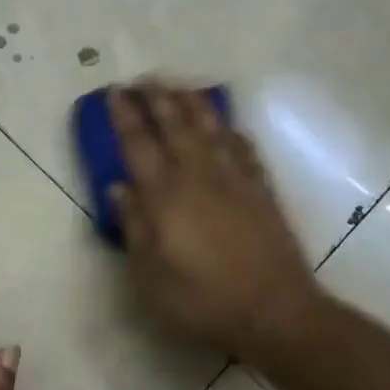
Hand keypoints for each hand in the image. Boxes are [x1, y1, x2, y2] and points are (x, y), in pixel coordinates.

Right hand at [110, 83, 322, 357]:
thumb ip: (134, 226)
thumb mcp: (151, 274)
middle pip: (175, 126)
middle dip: (157, 98)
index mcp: (165, 195)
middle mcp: (198, 176)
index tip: (115, 91)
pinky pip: (244, 148)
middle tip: (144, 79)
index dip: (125, 116)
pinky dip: (231, 131)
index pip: (139, 144)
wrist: (274, 310)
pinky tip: (227, 126)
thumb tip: (119, 187)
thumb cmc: (202, 299)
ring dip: (192, 104)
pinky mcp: (261, 189)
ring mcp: (234, 179)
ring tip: (180, 87)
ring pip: (210, 128)